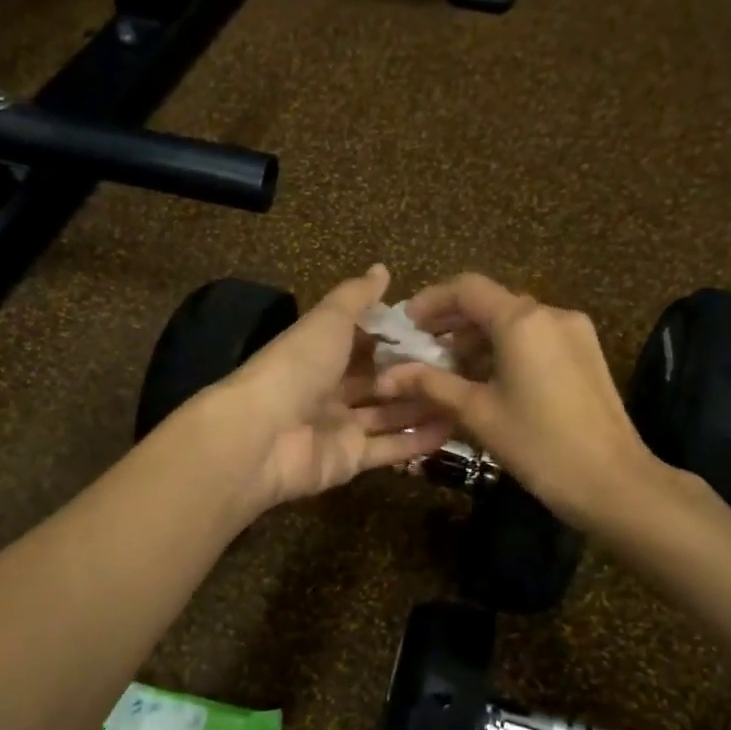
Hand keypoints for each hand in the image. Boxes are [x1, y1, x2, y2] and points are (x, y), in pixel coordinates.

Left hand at [210, 265, 453, 508]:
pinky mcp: (350, 460)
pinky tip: (454, 428)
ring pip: (389, 415)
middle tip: (464, 367)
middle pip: (380, 381)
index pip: (365, 343)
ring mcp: (340, 428)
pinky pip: (390, 449)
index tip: (441, 331)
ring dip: (423, 407)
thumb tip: (382, 269)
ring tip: (468, 396)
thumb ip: (356, 297)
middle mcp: (330, 390)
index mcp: (320, 353)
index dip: (398, 338)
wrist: (263, 434)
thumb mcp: (328, 320)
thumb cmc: (297, 367)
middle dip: (416, 375)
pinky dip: (418, 440)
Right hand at [373, 273, 661, 528]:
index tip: (407, 324)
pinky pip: (536, 338)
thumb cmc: (538, 444)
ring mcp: (574, 333)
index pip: (467, 288)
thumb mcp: (477, 413)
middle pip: (492, 302)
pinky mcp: (586, 355)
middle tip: (421, 347)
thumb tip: (388, 375)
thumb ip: (431, 384)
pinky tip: (488, 379)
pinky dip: (506, 349)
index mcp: (522, 320)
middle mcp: (551, 314)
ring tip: (449, 368)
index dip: (431, 300)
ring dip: (478, 337)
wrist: (613, 482)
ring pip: (515, 322)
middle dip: (453, 321)